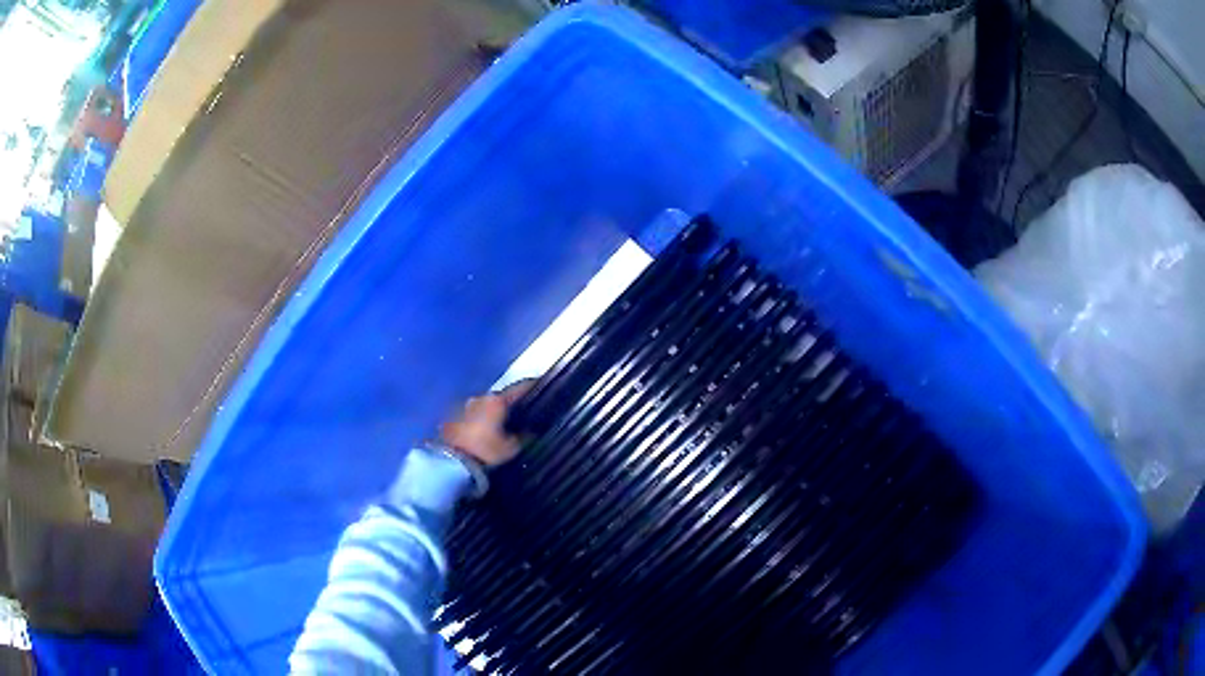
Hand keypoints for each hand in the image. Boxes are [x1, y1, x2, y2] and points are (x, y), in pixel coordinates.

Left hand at [440, 380, 534, 466]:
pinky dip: (479, 421)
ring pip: (484, 406)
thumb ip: (524, 436)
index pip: (519, 388)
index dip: (531, 387)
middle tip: (519, 415)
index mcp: (497, 401)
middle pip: (500, 398)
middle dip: (509, 405)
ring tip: (499, 426)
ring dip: (492, 413)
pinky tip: (483, 432)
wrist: (454, 461)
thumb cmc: (487, 452)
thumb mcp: (512, 448)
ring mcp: (464, 406)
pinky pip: (472, 416)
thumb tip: (530, 430)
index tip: (540, 385)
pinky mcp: (452, 417)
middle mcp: (480, 398)